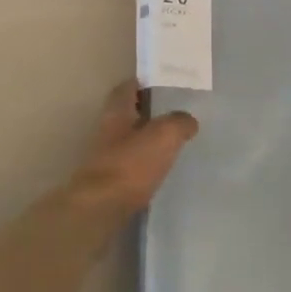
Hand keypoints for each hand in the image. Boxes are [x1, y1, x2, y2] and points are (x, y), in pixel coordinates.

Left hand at [67, 80, 198, 214]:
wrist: (101, 208)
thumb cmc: (131, 164)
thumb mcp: (164, 135)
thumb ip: (179, 122)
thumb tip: (188, 121)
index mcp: (117, 112)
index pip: (126, 88)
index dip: (142, 83)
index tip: (162, 83)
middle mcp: (107, 130)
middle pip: (127, 113)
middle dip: (148, 111)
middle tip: (174, 112)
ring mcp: (106, 157)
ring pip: (130, 139)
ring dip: (147, 138)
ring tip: (173, 140)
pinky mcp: (110, 181)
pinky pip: (132, 164)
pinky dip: (145, 162)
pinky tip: (162, 168)